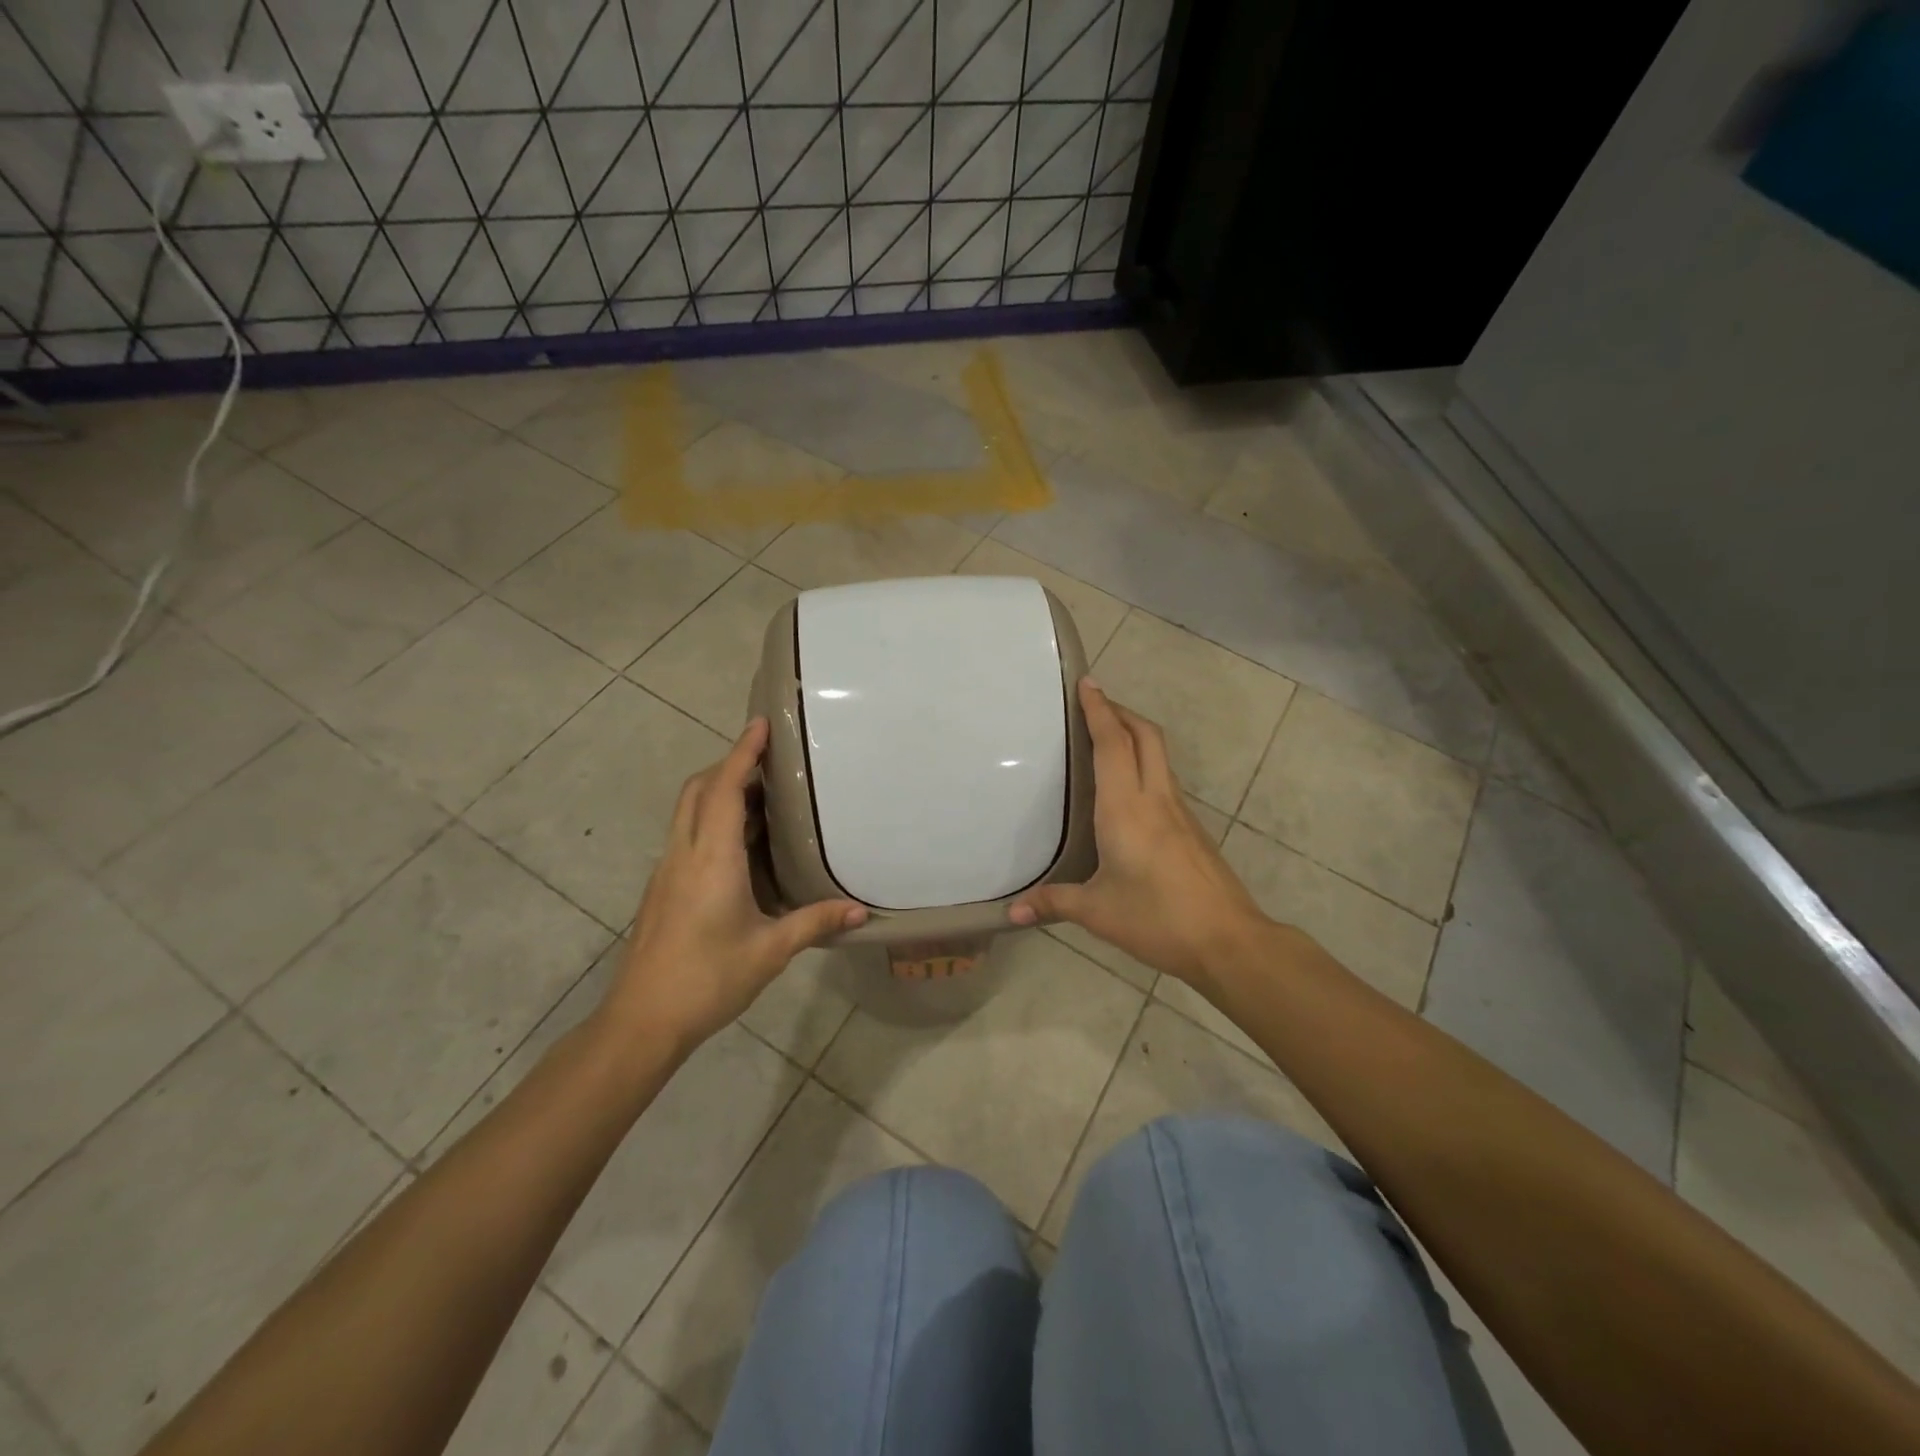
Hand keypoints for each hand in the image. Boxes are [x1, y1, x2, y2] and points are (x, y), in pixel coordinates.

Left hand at [599, 718, 866, 1053]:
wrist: (642, 1020)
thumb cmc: (708, 979)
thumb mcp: (770, 951)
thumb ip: (814, 922)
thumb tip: (861, 912)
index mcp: (712, 858)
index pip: (726, 789)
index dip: (742, 752)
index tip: (760, 724)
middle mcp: (685, 852)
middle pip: (699, 789)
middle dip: (730, 765)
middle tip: (768, 761)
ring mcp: (668, 869)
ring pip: (688, 811)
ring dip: (718, 791)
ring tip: (761, 797)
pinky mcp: (662, 887)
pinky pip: (687, 834)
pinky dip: (711, 819)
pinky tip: (739, 846)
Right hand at [1009, 679, 1267, 985]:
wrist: (1228, 940)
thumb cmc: (1157, 918)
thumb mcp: (1097, 912)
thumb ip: (1053, 903)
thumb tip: (1011, 913)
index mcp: (1126, 808)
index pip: (1113, 744)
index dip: (1099, 710)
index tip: (1088, 684)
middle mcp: (1155, 798)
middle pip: (1145, 736)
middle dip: (1121, 712)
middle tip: (1095, 704)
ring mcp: (1180, 812)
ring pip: (1159, 754)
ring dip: (1135, 734)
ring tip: (1108, 737)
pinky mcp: (1192, 828)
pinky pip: (1165, 779)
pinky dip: (1145, 763)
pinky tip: (1129, 789)